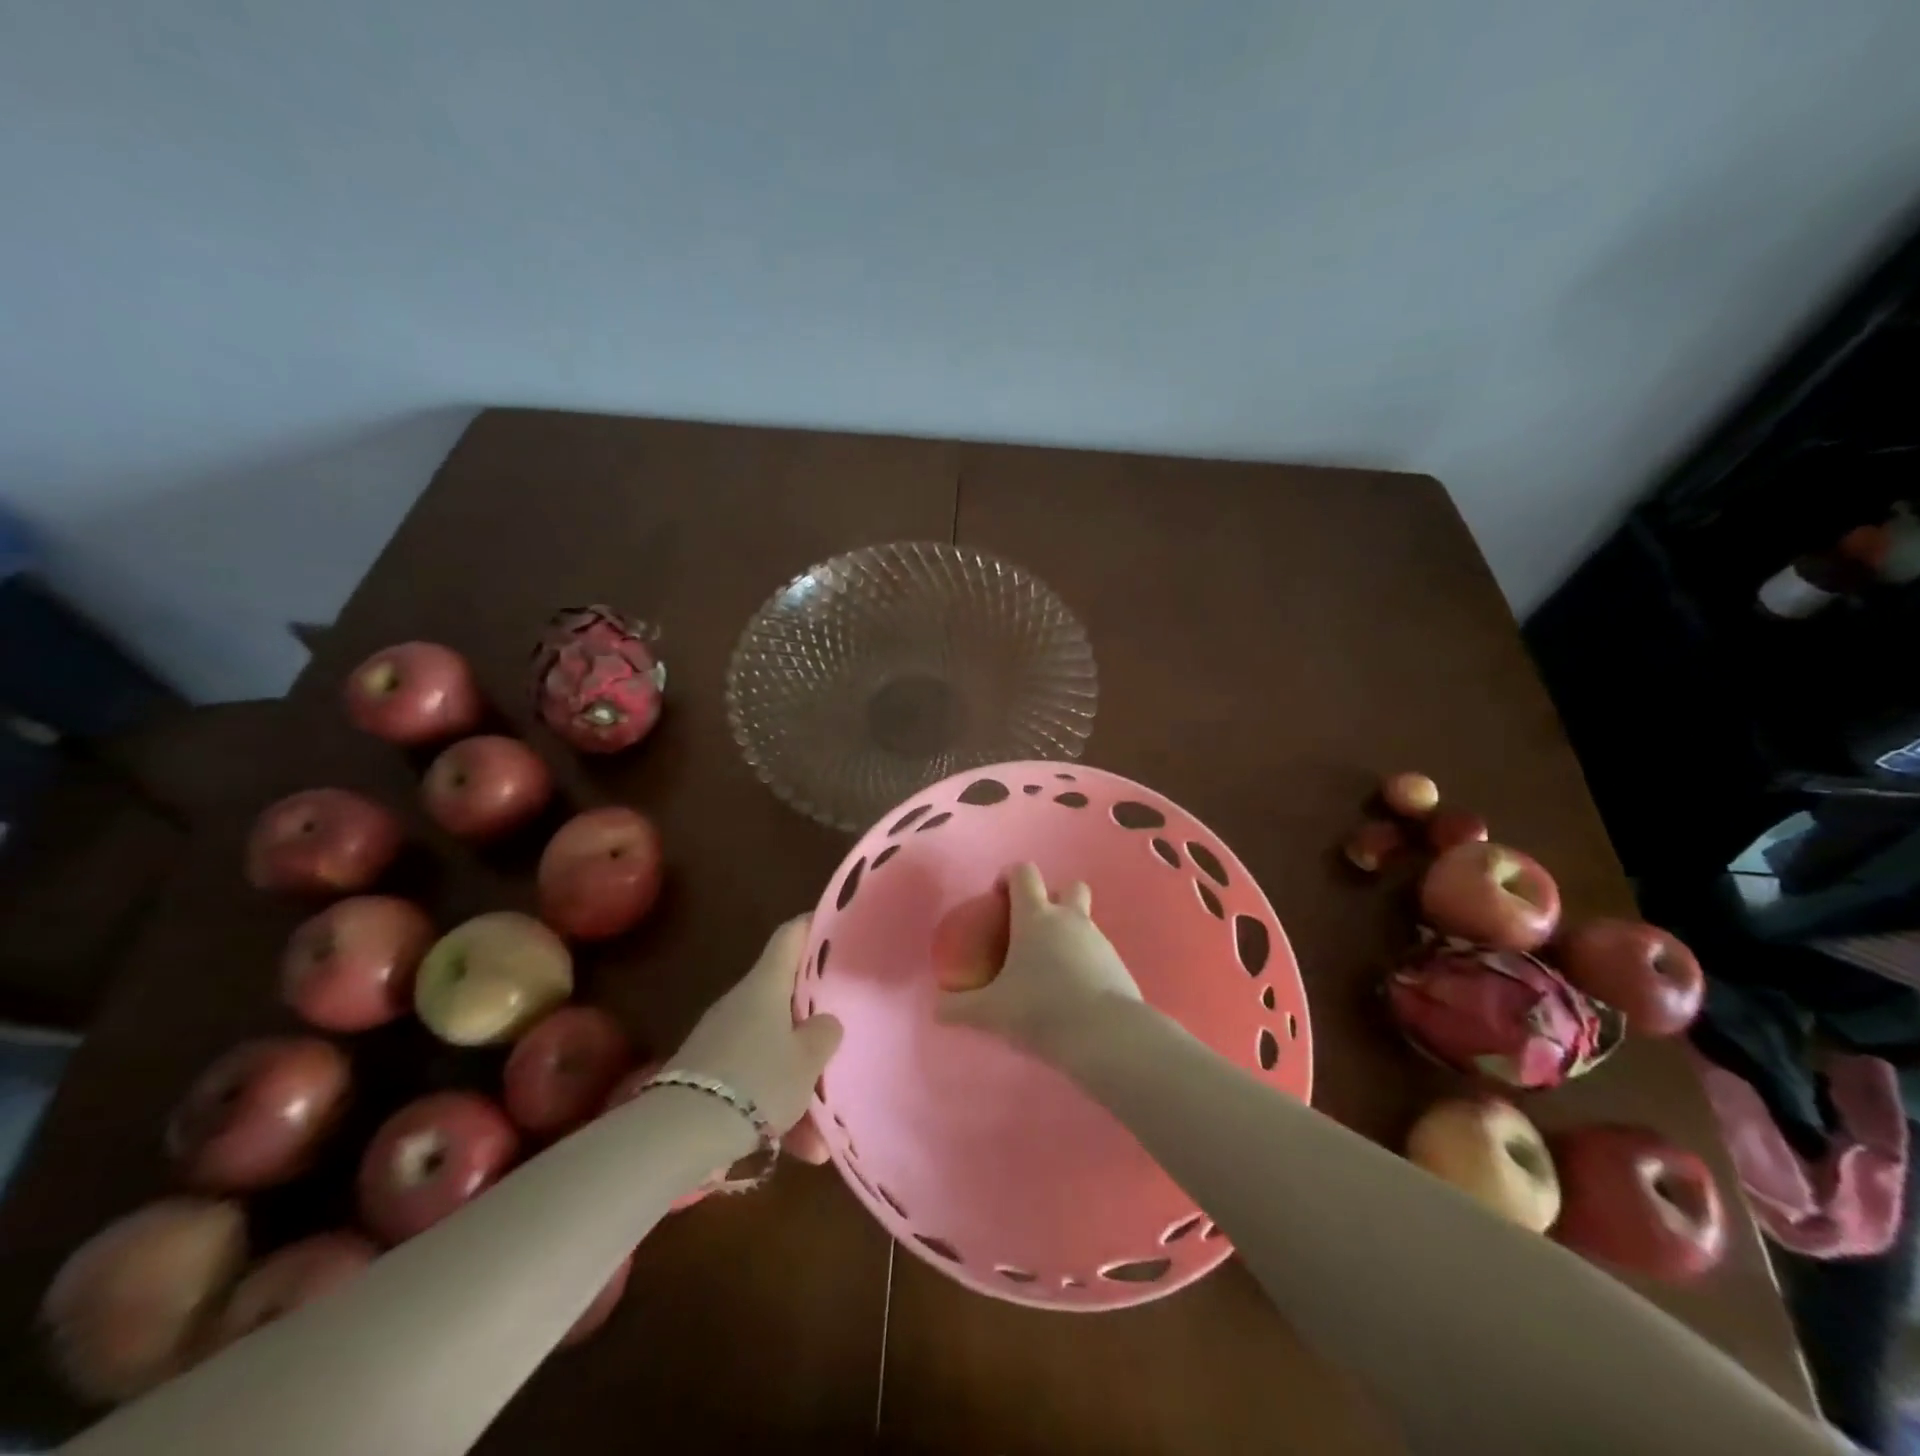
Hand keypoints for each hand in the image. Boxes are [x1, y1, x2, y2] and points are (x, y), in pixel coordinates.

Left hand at [668, 916, 842, 1142]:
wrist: (680, 1132)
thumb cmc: (757, 1079)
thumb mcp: (807, 1060)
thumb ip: (824, 1034)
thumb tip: (824, 1023)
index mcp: (766, 985)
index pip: (791, 936)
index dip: (813, 926)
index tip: (836, 927)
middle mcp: (742, 1003)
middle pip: (785, 997)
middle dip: (813, 1019)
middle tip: (841, 1031)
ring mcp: (721, 1038)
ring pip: (773, 1049)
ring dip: (798, 1082)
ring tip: (823, 1132)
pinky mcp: (708, 1074)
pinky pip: (754, 1080)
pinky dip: (776, 1106)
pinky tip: (800, 1148)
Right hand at [935, 863, 1141, 1060]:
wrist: (1107, 1037)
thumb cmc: (1041, 1010)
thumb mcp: (990, 1012)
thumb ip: (959, 1008)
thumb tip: (936, 1008)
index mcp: (1036, 917)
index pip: (1024, 873)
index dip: (1009, 876)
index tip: (997, 897)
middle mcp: (1070, 919)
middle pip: (1068, 887)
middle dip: (1052, 898)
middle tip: (1032, 930)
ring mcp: (1099, 940)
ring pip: (1084, 922)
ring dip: (1068, 935)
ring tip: (1049, 972)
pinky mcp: (1118, 965)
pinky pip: (1097, 953)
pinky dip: (1084, 963)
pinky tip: (1072, 994)